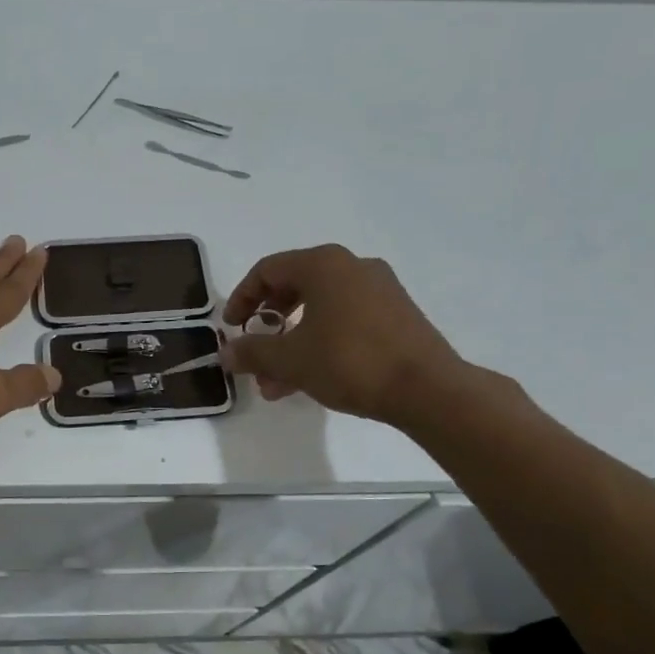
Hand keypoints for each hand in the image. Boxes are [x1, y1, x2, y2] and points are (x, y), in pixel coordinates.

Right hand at [220, 243, 470, 428]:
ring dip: (292, 344)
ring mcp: (379, 289)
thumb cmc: (350, 361)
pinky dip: (320, 343)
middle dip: (268, 327)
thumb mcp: (290, 359)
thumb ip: (252, 352)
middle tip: (254, 354)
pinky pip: (345, 321)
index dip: (242, 298)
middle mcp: (352, 266)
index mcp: (324, 264)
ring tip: (276, 384)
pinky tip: (310, 380)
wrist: (428, 389)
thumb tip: (226, 352)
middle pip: (294, 289)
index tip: (231, 328)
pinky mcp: (397, 314)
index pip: (267, 270)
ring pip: (319, 311)